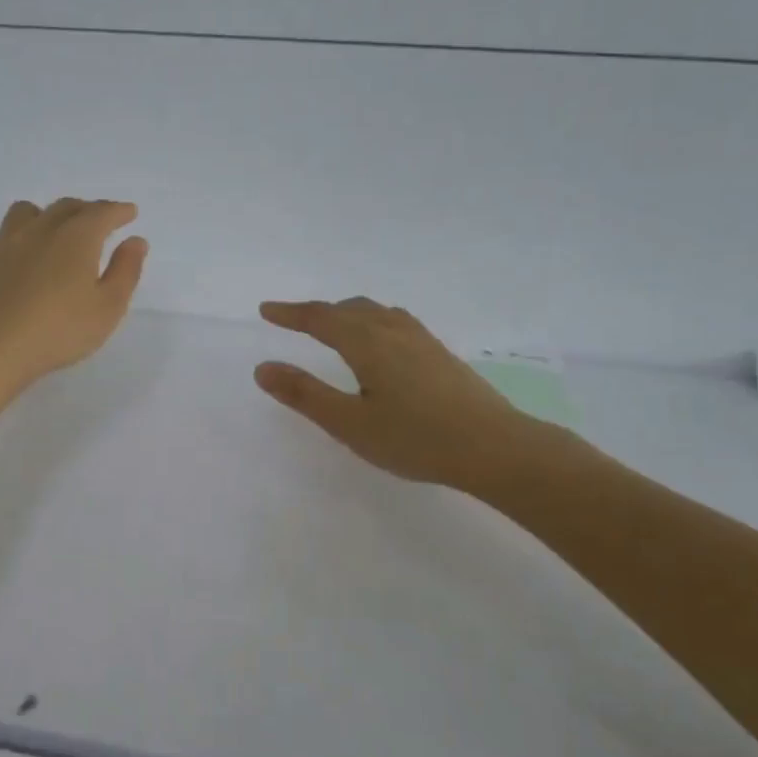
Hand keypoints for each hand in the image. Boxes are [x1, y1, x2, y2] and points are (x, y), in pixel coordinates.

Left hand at [0, 198, 147, 402]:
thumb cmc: (59, 331)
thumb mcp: (107, 308)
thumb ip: (125, 271)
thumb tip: (135, 241)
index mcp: (76, 238)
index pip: (102, 213)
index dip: (118, 211)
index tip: (129, 212)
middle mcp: (40, 230)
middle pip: (65, 207)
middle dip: (86, 210)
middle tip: (97, 221)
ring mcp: (5, 243)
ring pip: (26, 213)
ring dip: (45, 215)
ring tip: (52, 231)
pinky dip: (14, 243)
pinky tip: (16, 260)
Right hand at [255, 297, 566, 494]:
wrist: (494, 447)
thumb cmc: (415, 439)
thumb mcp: (350, 424)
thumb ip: (305, 394)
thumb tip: (263, 368)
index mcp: (368, 343)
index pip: (320, 318)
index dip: (291, 314)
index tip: (266, 311)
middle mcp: (394, 331)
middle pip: (350, 309)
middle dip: (318, 312)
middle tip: (294, 320)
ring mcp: (422, 341)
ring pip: (377, 312)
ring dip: (347, 313)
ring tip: (334, 325)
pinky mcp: (441, 355)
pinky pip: (396, 322)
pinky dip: (373, 321)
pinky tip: (382, 343)